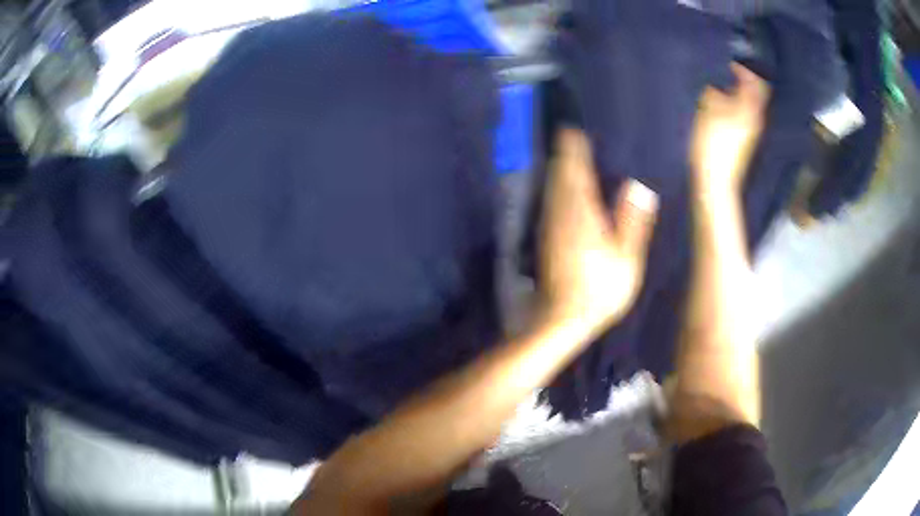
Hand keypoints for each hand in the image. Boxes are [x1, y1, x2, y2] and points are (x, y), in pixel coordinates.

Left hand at [540, 128, 658, 336]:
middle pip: (559, 177)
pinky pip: (550, 204)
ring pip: (552, 190)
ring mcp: (549, 228)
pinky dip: (555, 190)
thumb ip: (633, 221)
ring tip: (564, 157)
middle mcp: (561, 214)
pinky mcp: (545, 241)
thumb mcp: (626, 258)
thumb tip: (638, 187)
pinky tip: (559, 192)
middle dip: (563, 156)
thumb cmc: (600, 290)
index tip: (571, 131)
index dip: (573, 150)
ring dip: (557, 171)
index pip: (576, 172)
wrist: (562, 319)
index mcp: (582, 213)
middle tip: (567, 137)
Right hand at [690, 63, 769, 193]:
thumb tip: (717, 81)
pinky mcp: (744, 141)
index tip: (727, 64)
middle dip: (741, 82)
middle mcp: (756, 118)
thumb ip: (715, 90)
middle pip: (754, 94)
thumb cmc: (714, 144)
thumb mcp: (709, 109)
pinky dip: (734, 107)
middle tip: (723, 75)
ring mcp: (752, 132)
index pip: (756, 82)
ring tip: (718, 89)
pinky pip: (743, 116)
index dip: (743, 70)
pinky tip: (720, 108)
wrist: (716, 181)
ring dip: (736, 94)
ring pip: (749, 105)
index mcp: (751, 108)